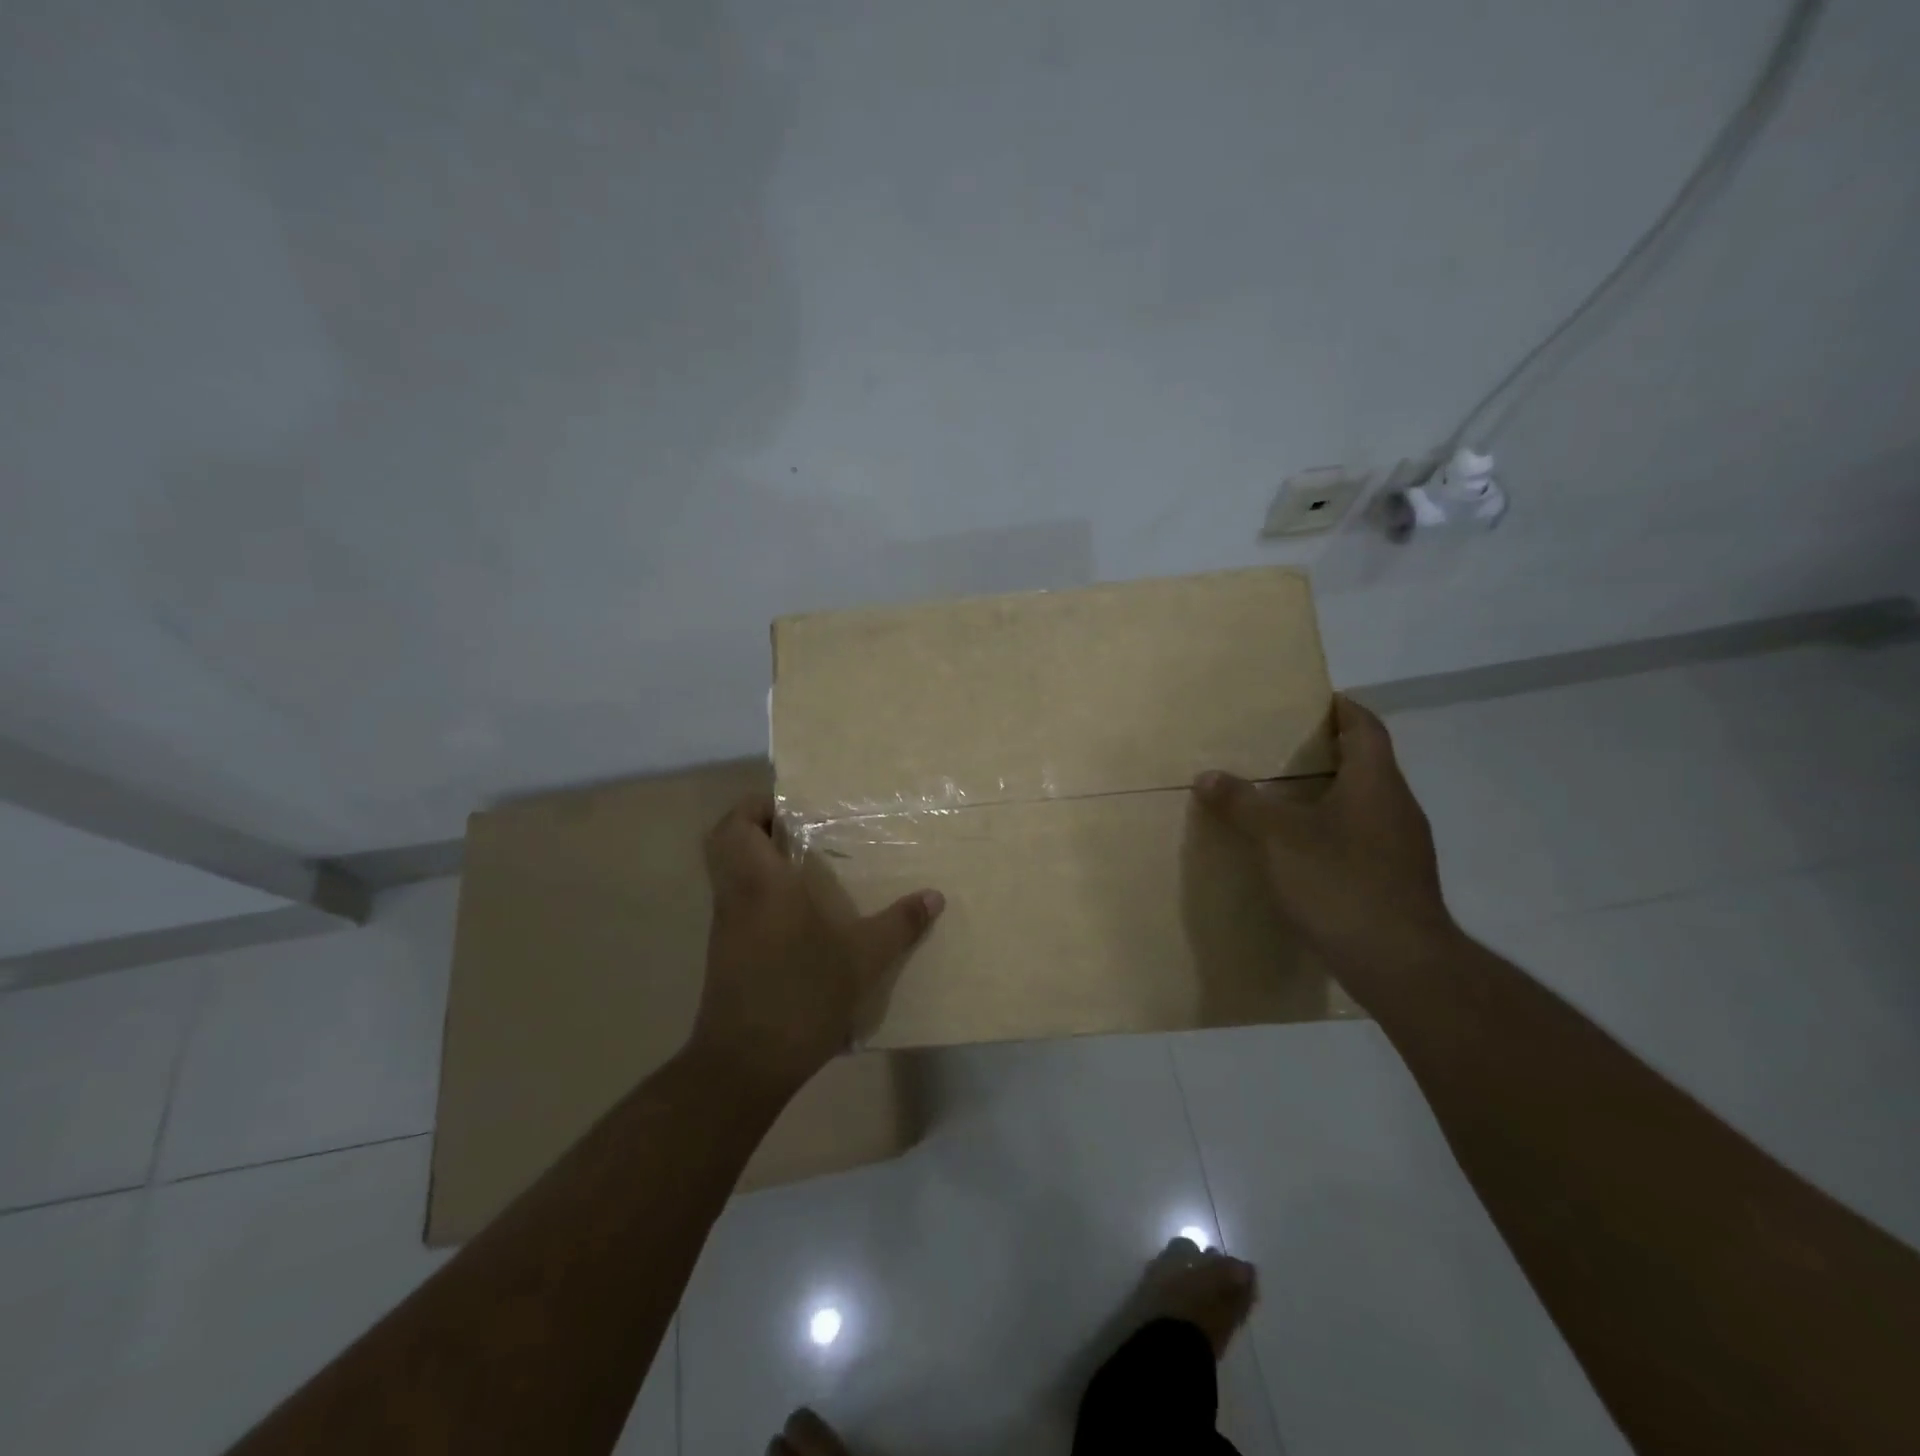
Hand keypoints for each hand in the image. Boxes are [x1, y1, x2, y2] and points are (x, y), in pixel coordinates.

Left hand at [692, 793, 944, 1095]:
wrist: (745, 1064)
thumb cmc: (800, 996)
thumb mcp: (862, 959)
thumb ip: (899, 924)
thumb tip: (935, 896)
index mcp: (761, 884)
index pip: (736, 824)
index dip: (756, 805)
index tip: (794, 806)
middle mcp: (736, 896)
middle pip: (722, 840)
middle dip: (753, 824)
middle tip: (797, 827)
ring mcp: (726, 925)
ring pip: (727, 871)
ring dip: (755, 857)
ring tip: (804, 861)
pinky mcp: (727, 951)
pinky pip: (736, 900)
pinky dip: (758, 889)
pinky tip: (799, 910)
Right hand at [1193, 695, 1455, 974]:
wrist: (1401, 963)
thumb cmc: (1340, 883)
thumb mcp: (1278, 838)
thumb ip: (1242, 803)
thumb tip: (1207, 776)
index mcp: (1376, 782)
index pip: (1365, 727)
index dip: (1341, 708)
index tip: (1309, 701)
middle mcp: (1397, 806)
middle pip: (1365, 764)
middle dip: (1325, 753)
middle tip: (1277, 750)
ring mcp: (1402, 847)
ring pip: (1363, 804)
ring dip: (1327, 795)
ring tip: (1281, 799)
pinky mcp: (1397, 881)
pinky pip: (1362, 838)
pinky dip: (1332, 832)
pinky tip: (1301, 852)